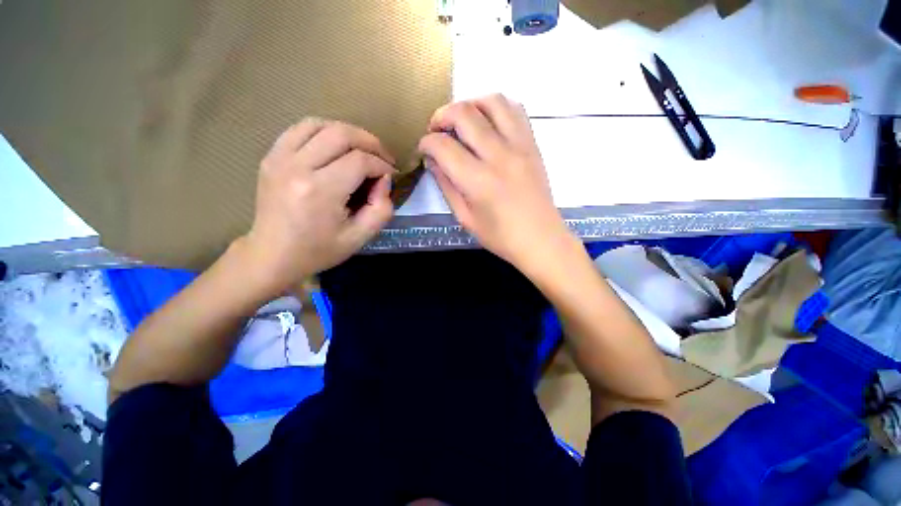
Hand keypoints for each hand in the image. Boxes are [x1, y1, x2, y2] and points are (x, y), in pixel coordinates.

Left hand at [241, 119, 395, 294]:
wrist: (273, 255)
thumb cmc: (319, 250)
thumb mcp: (360, 237)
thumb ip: (382, 209)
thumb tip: (384, 180)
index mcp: (320, 191)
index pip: (360, 161)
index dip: (382, 165)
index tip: (391, 175)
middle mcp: (297, 167)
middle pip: (341, 134)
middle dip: (370, 142)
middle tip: (383, 158)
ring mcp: (279, 158)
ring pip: (320, 124)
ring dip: (348, 133)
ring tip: (362, 149)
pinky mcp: (271, 156)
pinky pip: (300, 129)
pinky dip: (324, 131)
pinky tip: (335, 146)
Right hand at [418, 94, 575, 272]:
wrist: (540, 239)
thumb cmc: (500, 236)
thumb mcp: (465, 218)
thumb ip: (446, 186)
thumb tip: (432, 160)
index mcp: (478, 181)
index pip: (443, 146)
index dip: (426, 143)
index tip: (424, 149)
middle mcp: (499, 156)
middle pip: (464, 114)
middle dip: (442, 116)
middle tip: (437, 130)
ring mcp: (520, 146)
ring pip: (492, 102)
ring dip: (470, 104)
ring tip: (462, 121)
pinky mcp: (533, 145)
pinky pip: (516, 110)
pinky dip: (496, 108)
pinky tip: (488, 123)